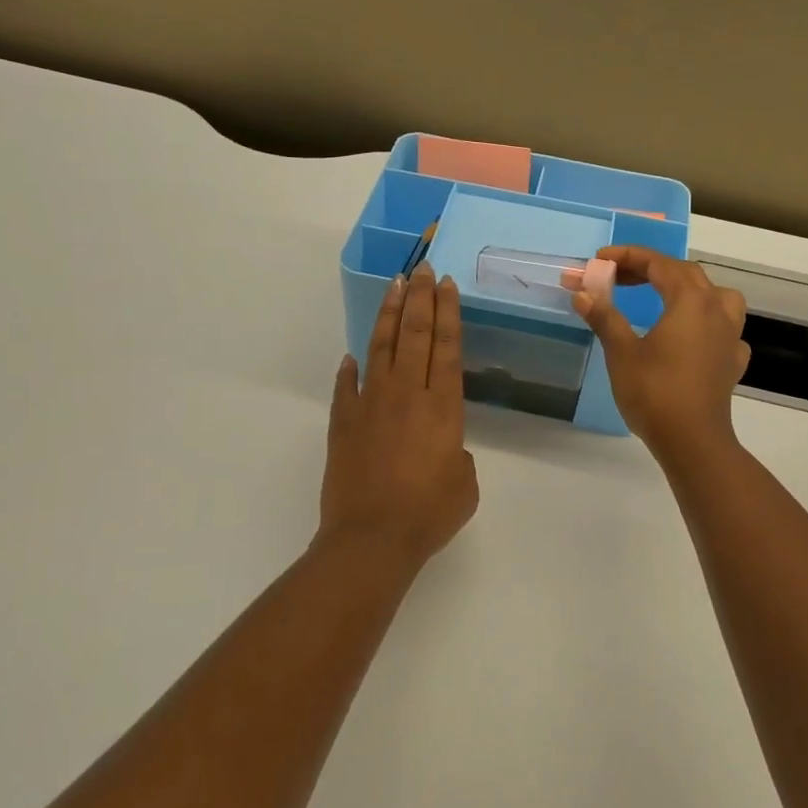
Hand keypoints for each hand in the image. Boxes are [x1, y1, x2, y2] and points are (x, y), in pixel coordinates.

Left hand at [320, 265, 479, 569]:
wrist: (371, 539)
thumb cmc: (428, 515)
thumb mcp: (465, 486)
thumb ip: (458, 457)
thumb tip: (443, 448)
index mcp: (442, 407)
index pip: (446, 347)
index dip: (447, 312)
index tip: (446, 285)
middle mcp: (406, 395)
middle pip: (414, 335)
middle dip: (420, 298)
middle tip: (422, 268)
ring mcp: (370, 405)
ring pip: (381, 348)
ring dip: (390, 315)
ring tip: (395, 287)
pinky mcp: (343, 423)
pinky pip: (347, 386)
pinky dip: (351, 369)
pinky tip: (353, 356)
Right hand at [573, 246, 749, 464]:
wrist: (693, 441)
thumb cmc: (654, 392)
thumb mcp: (622, 352)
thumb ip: (605, 317)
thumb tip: (583, 293)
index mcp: (690, 300)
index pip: (659, 264)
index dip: (628, 256)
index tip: (600, 260)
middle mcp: (717, 309)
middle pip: (685, 275)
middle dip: (650, 270)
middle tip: (617, 278)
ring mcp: (730, 336)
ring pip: (715, 296)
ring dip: (687, 289)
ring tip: (664, 298)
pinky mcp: (733, 361)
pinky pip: (723, 328)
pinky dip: (704, 323)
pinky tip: (692, 338)